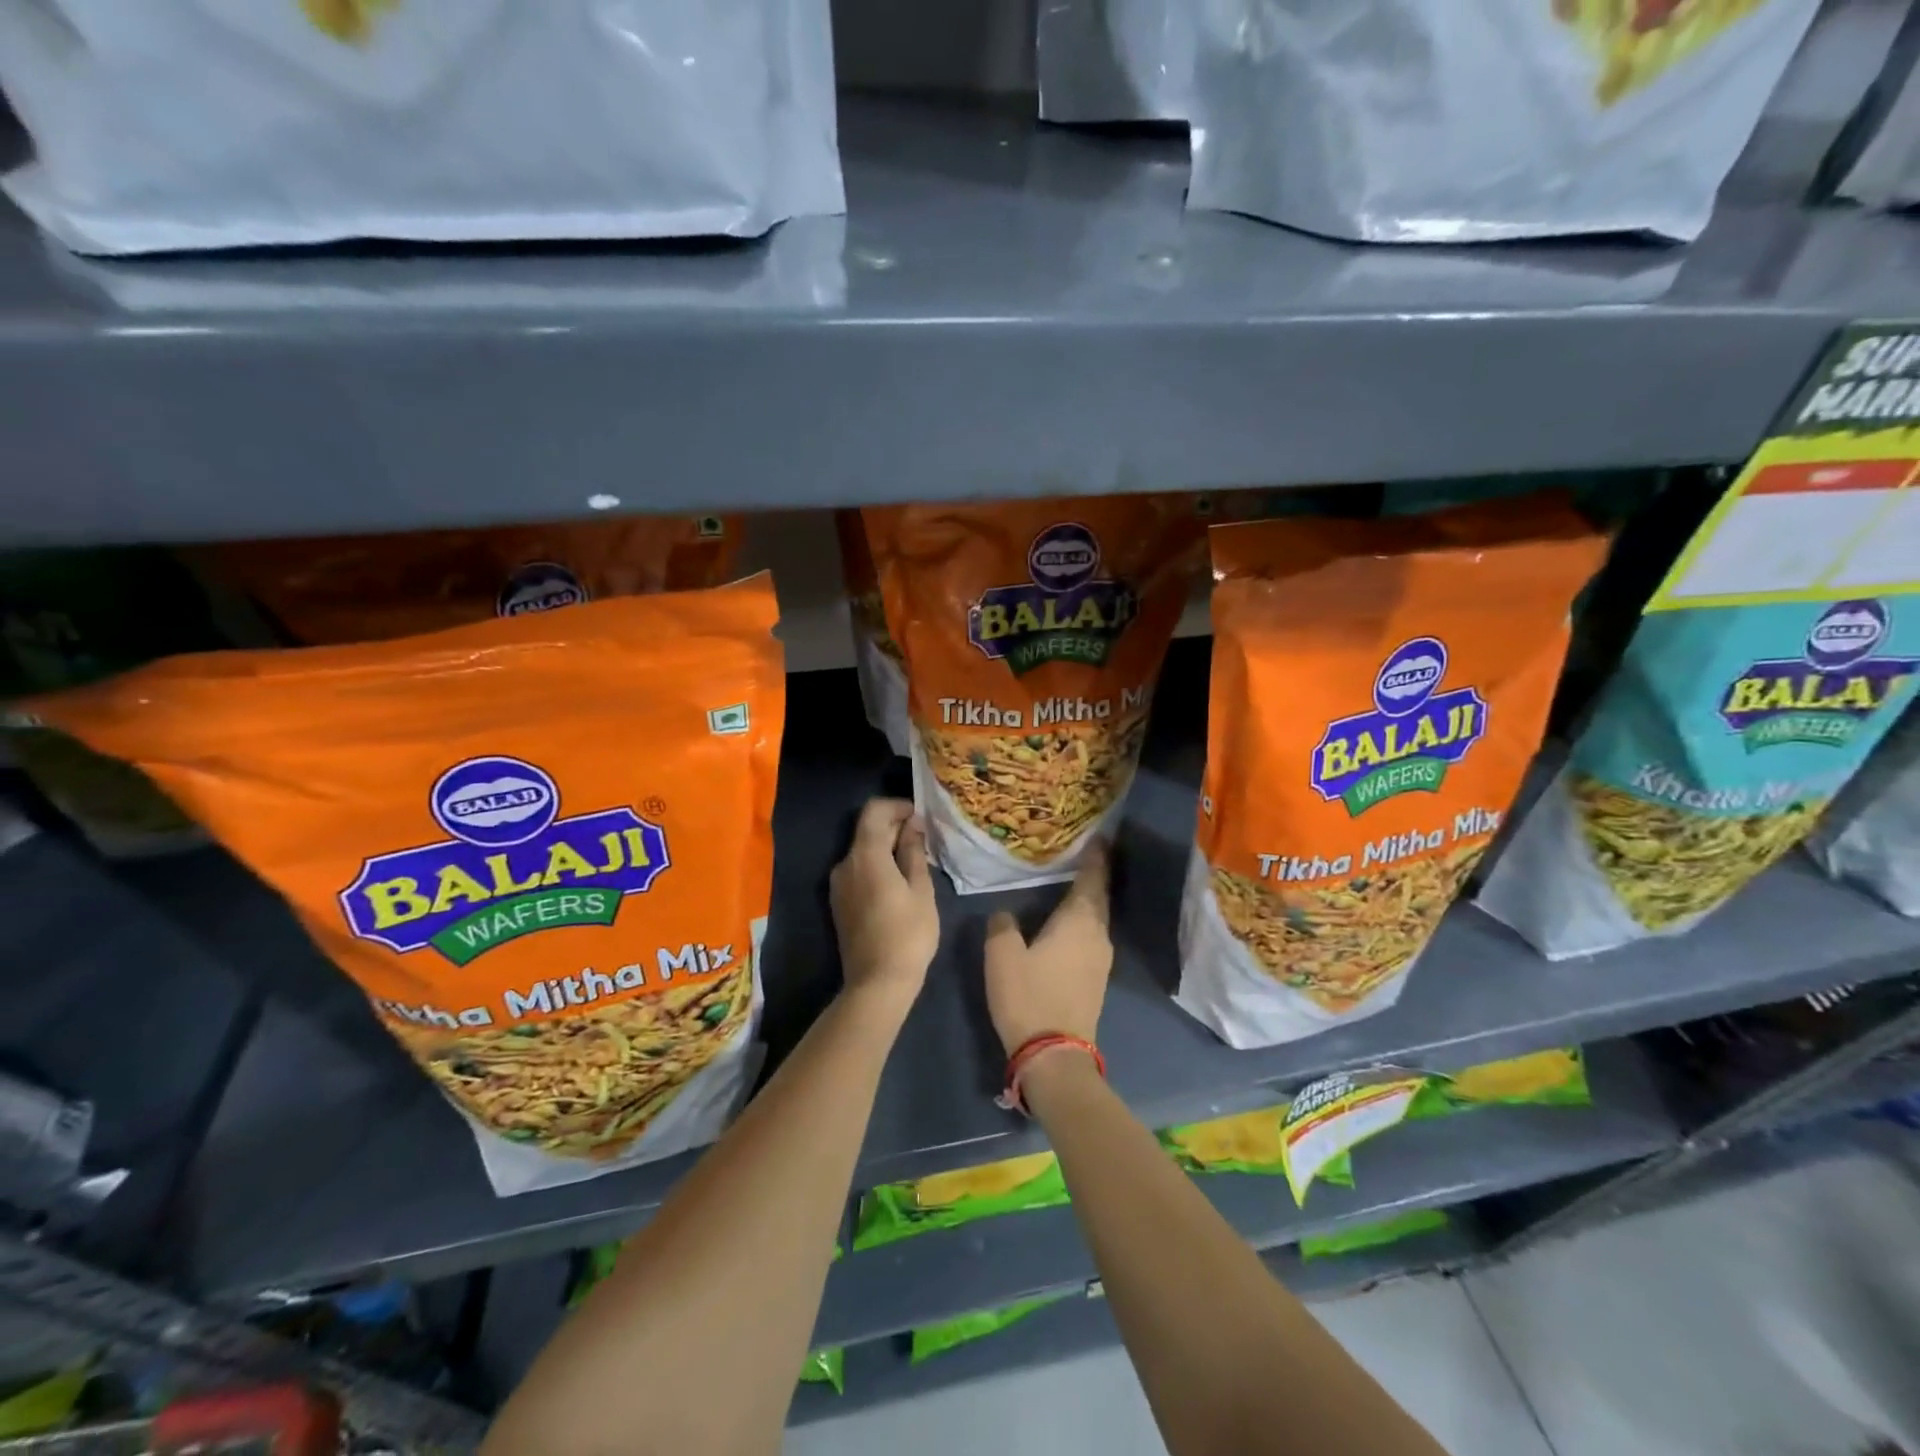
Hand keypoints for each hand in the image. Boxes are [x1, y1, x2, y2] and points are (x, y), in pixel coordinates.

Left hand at [830, 799, 938, 1011]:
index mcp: (865, 856)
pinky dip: (877, 865)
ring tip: (914, 861)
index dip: (897, 806)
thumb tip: (912, 826)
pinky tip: (898, 881)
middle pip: (867, 830)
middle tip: (924, 839)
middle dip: (894, 826)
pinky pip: (858, 870)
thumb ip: (913, 852)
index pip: (874, 811)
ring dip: (886, 847)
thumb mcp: (920, 890)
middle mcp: (845, 864)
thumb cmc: (908, 934)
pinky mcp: (839, 902)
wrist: (877, 983)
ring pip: (863, 851)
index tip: (920, 816)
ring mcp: (838, 884)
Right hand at [984, 845, 1112, 1056]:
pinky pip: (1092, 937)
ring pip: (1096, 918)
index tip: (1098, 835)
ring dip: (1086, 900)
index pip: (1093, 878)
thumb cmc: (1028, 996)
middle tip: (1079, 853)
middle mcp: (1098, 934)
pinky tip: (1066, 922)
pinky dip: (1082, 922)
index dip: (1096, 856)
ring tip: (1069, 883)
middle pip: (1098, 896)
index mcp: (1079, 921)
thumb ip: (1003, 925)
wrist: (1054, 1055)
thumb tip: (1006, 914)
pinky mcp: (1096, 979)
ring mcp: (1101, 959)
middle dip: (1092, 874)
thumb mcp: (1002, 955)